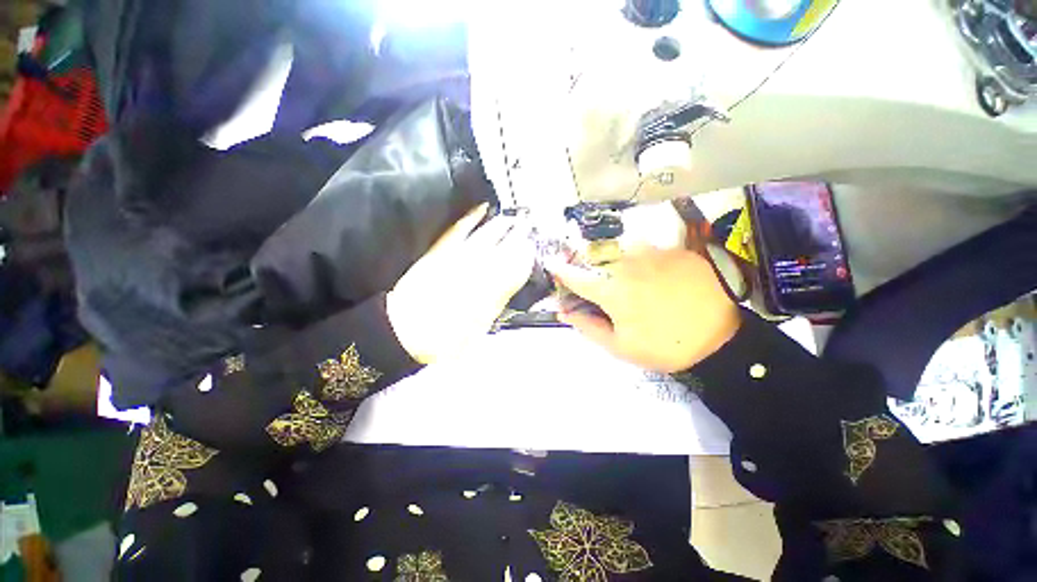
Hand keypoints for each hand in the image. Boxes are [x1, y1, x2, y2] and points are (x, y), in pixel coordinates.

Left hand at [387, 204, 534, 363]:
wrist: (405, 330)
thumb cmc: (446, 336)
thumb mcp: (481, 326)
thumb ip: (499, 300)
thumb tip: (512, 281)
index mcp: (492, 291)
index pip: (516, 267)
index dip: (526, 255)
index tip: (533, 248)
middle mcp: (479, 270)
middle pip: (505, 247)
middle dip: (519, 235)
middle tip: (528, 225)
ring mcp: (459, 258)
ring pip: (487, 235)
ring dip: (502, 225)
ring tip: (513, 216)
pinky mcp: (441, 251)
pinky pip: (459, 229)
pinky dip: (472, 217)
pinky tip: (481, 208)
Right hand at [548, 247, 740, 372]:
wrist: (719, 340)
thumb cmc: (663, 346)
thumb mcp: (620, 347)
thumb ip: (587, 326)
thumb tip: (563, 312)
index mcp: (611, 290)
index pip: (575, 276)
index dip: (561, 271)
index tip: (552, 266)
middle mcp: (628, 265)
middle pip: (596, 257)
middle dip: (589, 265)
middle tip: (596, 279)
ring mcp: (653, 253)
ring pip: (622, 248)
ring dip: (616, 259)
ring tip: (627, 275)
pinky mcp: (675, 250)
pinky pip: (649, 248)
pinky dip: (642, 258)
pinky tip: (653, 274)